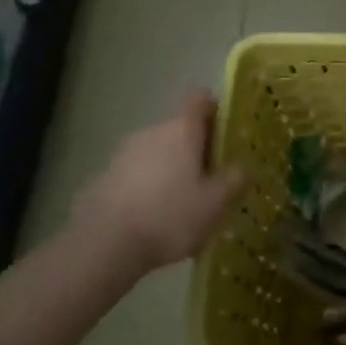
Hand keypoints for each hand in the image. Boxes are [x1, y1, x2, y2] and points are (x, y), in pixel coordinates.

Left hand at [63, 91, 243, 290]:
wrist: (104, 245)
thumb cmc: (170, 216)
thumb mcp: (216, 203)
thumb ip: (235, 180)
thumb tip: (242, 167)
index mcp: (182, 130)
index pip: (199, 99)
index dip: (214, 109)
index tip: (225, 131)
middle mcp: (152, 132)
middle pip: (180, 128)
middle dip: (196, 147)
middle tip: (212, 178)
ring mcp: (123, 154)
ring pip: (157, 151)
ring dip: (171, 168)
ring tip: (183, 203)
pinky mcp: (104, 177)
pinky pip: (137, 173)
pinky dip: (149, 186)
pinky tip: (154, 218)